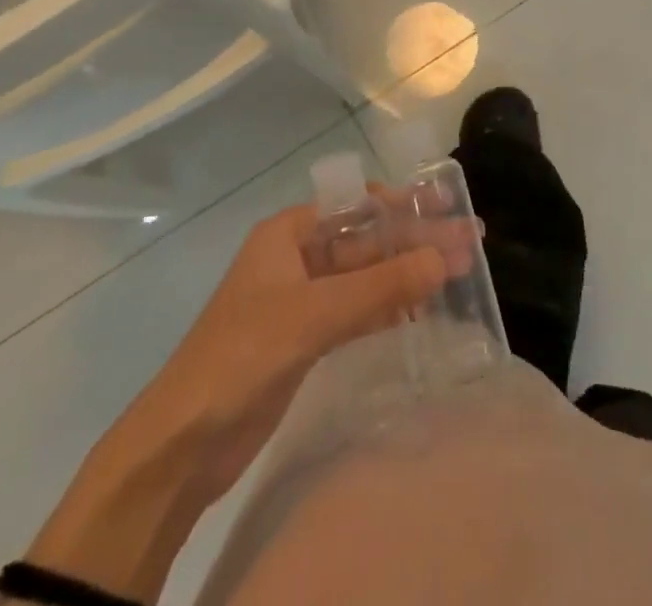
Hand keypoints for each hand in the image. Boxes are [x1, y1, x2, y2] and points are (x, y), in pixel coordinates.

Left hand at [19, 204, 446, 602]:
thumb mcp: (314, 314)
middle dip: (416, 241)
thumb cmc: (241, 357)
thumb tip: (445, 257)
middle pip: (368, 241)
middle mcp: (298, 258)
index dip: (404, 203)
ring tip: (461, 272)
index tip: (448, 206)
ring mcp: (302, 300)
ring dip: (409, 274)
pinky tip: (424, 309)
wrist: (180, 447)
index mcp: (289, 233)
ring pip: (367, 276)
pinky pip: (359, 311)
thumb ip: (381, 286)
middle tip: (471, 242)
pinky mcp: (306, 340)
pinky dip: (390, 307)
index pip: (357, 204)